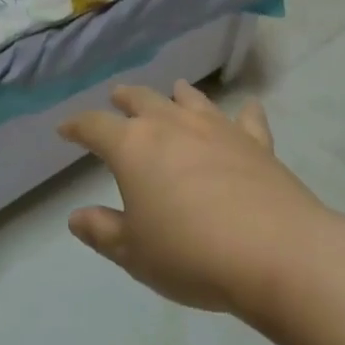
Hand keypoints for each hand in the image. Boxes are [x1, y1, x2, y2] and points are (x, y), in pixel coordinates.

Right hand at [59, 80, 335, 318]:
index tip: (65, 129)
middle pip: (142, 100)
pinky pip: (247, 121)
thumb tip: (76, 217)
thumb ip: (103, 231)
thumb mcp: (134, 253)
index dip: (77, 126)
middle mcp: (172, 125)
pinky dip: (243, 114)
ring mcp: (217, 129)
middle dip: (125, 99)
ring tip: (172, 89)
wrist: (278, 254)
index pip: (95, 126)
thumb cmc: (192, 254)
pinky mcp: (257, 144)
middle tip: (117, 98)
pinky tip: (247, 109)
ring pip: (190, 100)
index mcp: (133, 146)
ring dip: (176, 94)